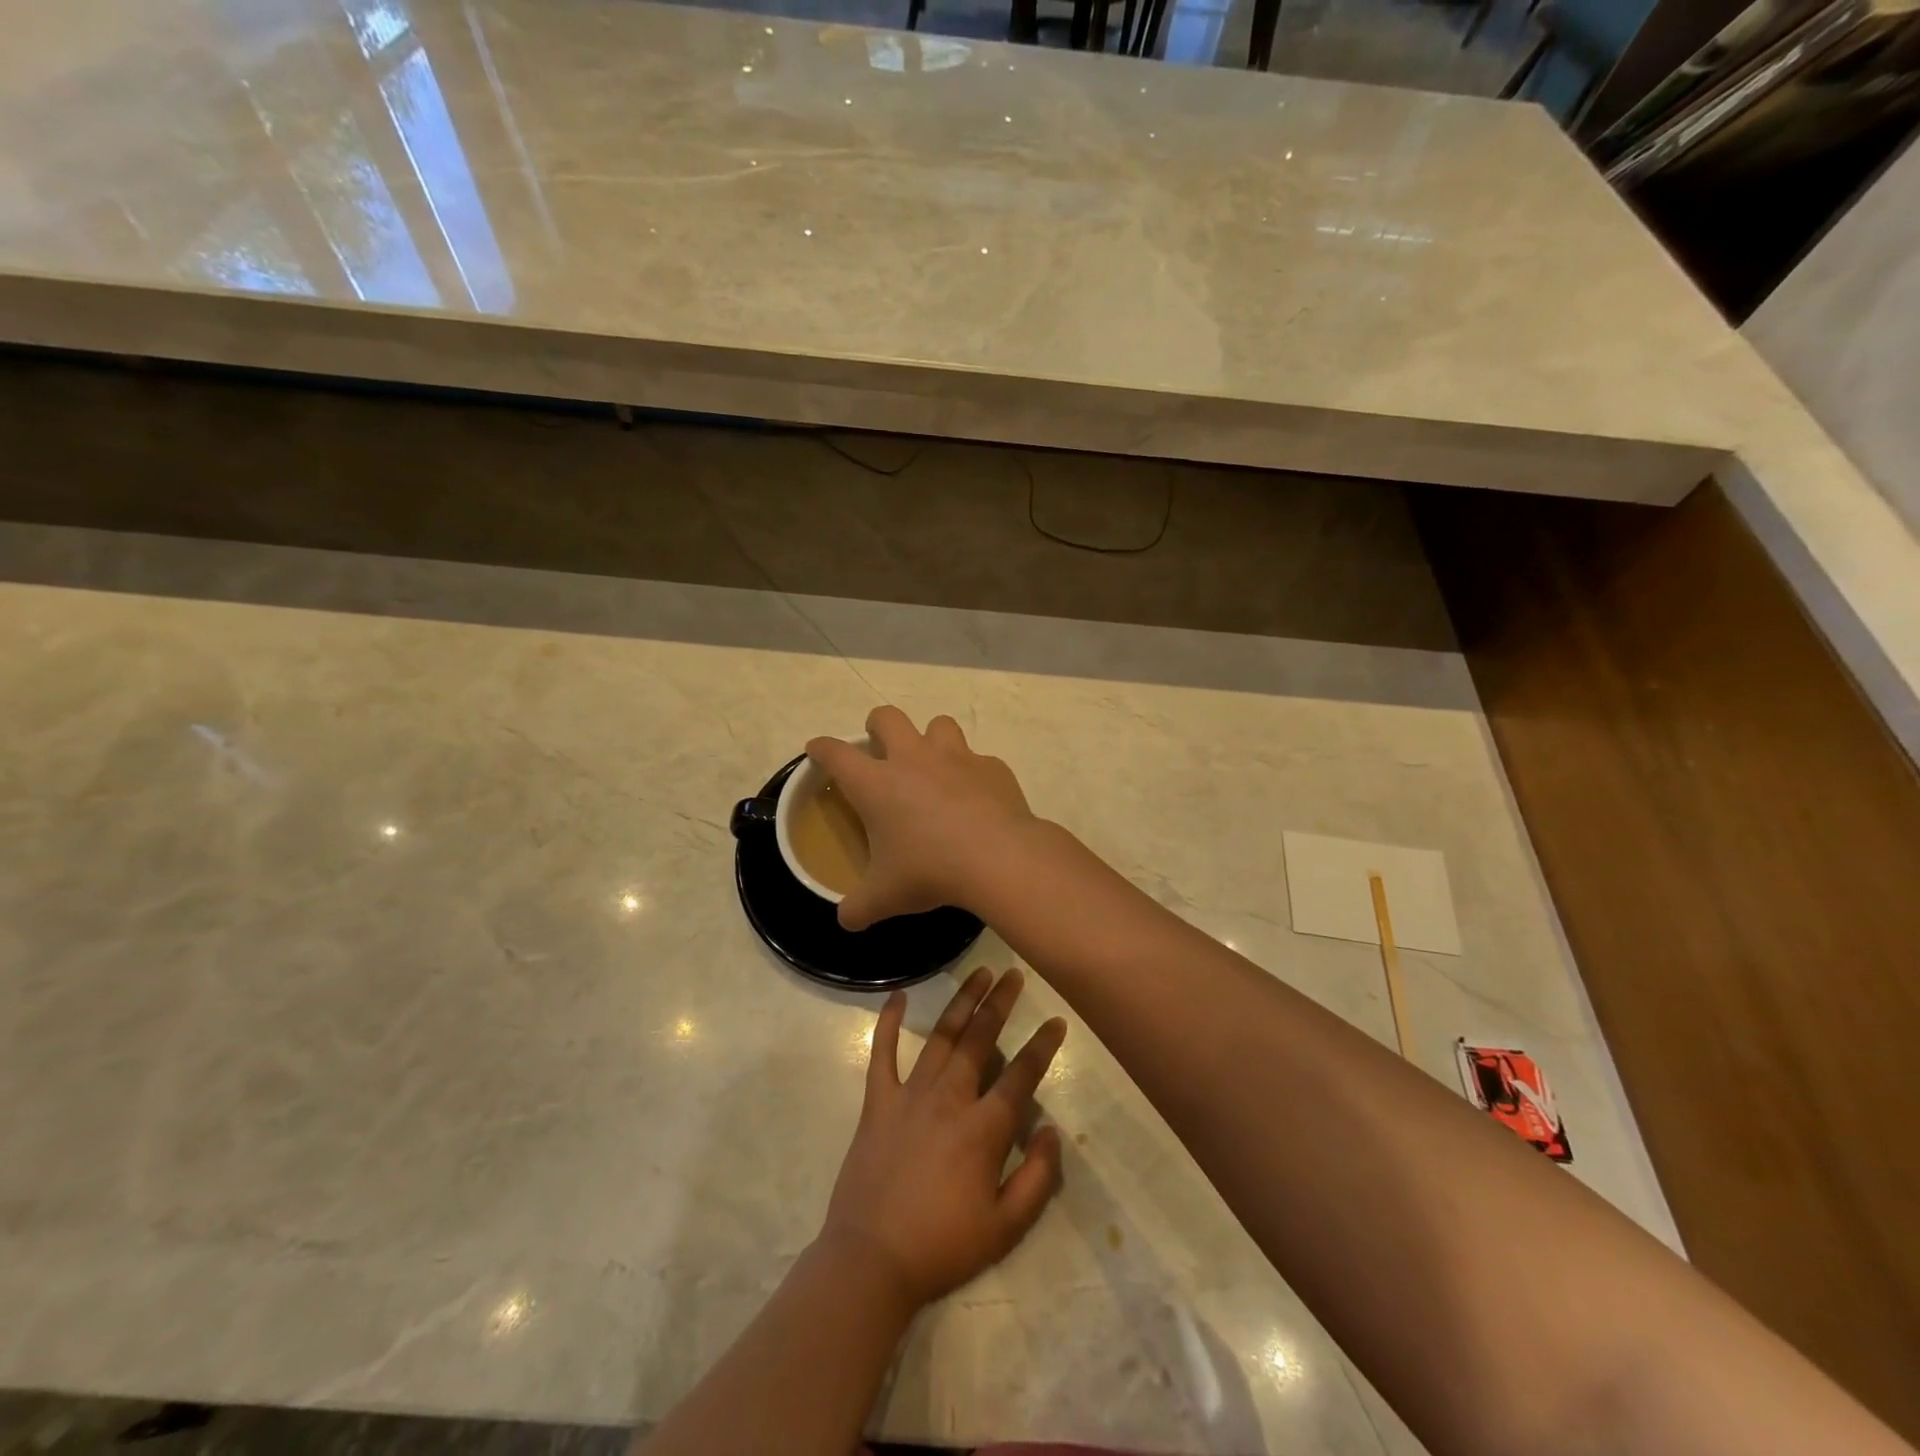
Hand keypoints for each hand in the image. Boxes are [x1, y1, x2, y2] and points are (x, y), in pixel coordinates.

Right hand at [807, 706, 1040, 931]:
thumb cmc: (930, 871)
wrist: (998, 858)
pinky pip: (978, 759)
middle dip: (878, 725)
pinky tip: (977, 797)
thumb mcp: (885, 897)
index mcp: (877, 784)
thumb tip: (846, 920)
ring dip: (931, 738)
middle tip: (880, 745)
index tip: (818, 749)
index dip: (823, 748)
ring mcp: (956, 758)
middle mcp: (913, 759)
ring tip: (933, 764)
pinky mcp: (992, 767)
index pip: (837, 754)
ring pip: (939, 725)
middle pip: (888, 717)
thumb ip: (859, 907)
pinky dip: (973, 773)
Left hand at [820, 968, 1066, 1309]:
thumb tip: (1052, 1129)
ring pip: (941, 1037)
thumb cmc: (943, 1246)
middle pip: (980, 1040)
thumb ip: (1038, 1177)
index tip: (1056, 1021)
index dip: (1042, 1046)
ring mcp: (909, 1095)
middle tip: (1014, 975)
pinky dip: (888, 1022)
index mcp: (983, 1129)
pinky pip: (882, 1053)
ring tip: (979, 973)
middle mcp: (949, 1099)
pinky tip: (898, 995)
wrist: (871, 1260)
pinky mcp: (877, 1102)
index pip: (1020, 1075)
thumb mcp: (1006, 1227)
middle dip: (1000, 1004)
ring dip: (962, 1002)